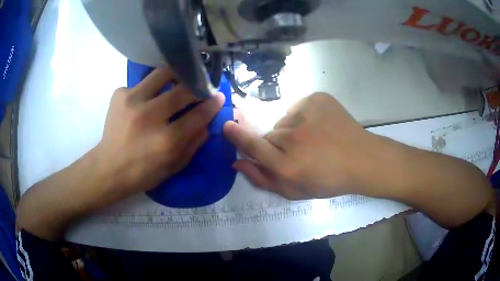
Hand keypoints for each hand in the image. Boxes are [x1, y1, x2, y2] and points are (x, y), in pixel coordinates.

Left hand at [96, 68, 224, 199]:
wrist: (109, 168)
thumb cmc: (143, 173)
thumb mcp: (174, 166)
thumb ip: (194, 143)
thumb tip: (207, 122)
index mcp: (166, 140)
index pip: (198, 114)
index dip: (212, 104)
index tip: (218, 96)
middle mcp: (150, 116)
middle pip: (183, 89)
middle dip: (197, 86)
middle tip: (199, 86)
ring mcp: (132, 100)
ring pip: (162, 74)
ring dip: (175, 76)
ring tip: (177, 81)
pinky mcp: (119, 93)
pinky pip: (141, 83)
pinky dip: (148, 90)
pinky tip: (144, 100)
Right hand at [223, 93, 390, 199]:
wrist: (362, 160)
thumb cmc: (329, 181)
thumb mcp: (294, 191)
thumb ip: (262, 179)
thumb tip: (237, 162)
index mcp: (288, 166)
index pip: (252, 146)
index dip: (237, 136)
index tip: (227, 126)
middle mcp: (294, 138)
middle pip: (269, 135)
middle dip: (276, 145)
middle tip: (298, 152)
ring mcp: (307, 114)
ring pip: (284, 122)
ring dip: (292, 131)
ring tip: (313, 140)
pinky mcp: (317, 99)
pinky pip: (298, 108)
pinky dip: (304, 117)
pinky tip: (320, 126)